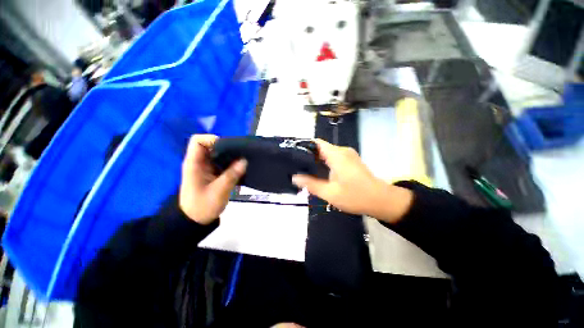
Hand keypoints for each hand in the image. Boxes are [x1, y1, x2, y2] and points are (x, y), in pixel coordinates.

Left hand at [179, 135, 246, 224]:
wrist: (195, 221)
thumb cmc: (202, 206)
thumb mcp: (219, 191)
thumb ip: (231, 175)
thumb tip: (244, 160)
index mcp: (194, 164)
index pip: (198, 141)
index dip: (212, 140)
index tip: (229, 148)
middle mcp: (199, 162)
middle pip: (211, 146)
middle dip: (226, 149)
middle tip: (240, 156)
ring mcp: (206, 168)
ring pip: (218, 155)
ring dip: (231, 157)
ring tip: (243, 162)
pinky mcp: (212, 174)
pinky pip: (222, 163)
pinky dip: (231, 165)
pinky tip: (240, 170)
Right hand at [292, 139, 412, 222]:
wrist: (381, 200)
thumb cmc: (355, 196)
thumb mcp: (330, 193)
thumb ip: (311, 184)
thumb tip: (294, 178)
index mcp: (336, 155)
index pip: (316, 143)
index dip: (303, 146)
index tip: (293, 155)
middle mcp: (342, 151)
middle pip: (320, 148)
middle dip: (307, 156)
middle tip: (296, 166)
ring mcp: (347, 155)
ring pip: (326, 153)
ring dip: (316, 160)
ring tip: (304, 170)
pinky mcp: (350, 160)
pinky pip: (333, 157)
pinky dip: (324, 163)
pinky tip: (318, 173)